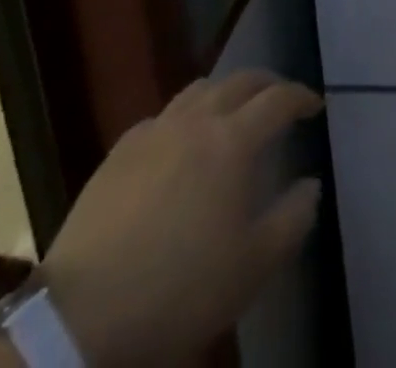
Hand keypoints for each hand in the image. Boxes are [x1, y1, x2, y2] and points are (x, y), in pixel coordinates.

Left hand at [42, 71, 323, 367]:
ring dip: (225, 92)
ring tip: (232, 112)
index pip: (278, 99)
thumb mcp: (252, 267)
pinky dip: (185, 116)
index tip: (315, 106)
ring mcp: (155, 130)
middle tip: (280, 98)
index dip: (301, 97)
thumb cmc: (179, 289)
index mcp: (234, 140)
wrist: (81, 314)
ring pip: (200, 89)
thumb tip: (311, 185)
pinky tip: (180, 143)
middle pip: (241, 81)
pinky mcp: (120, 151)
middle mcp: (198, 119)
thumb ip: (292, 220)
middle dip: (267, 84)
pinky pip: (163, 116)